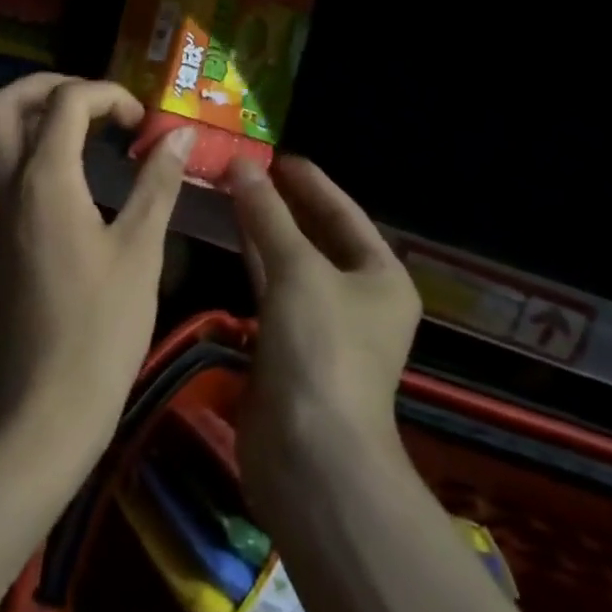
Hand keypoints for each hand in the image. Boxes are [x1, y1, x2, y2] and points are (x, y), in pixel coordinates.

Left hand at [0, 75, 195, 466]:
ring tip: (86, 130)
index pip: (66, 100)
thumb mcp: (140, 249)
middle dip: (50, 86)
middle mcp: (5, 182)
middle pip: (5, 101)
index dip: (108, 95)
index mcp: (43, 178)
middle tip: (95, 102)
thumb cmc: (101, 327)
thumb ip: (156, 182)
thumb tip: (178, 135)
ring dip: (35, 114)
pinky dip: (27, 147)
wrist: (43, 406)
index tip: (140, 123)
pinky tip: (69, 174)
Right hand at [224, 155, 421, 507]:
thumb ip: (267, 214)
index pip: (343, 212)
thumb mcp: (298, 269)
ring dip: (262, 227)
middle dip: (281, 201)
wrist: (311, 457)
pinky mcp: (288, 345)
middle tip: (244, 166)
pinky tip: (229, 233)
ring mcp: (321, 324)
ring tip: (230, 188)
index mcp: (381, 276)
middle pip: (316, 235)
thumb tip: (242, 165)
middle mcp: (357, 298)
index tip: (275, 153)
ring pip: (289, 260)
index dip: (310, 182)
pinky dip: (252, 259)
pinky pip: (270, 288)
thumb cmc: (321, 349)